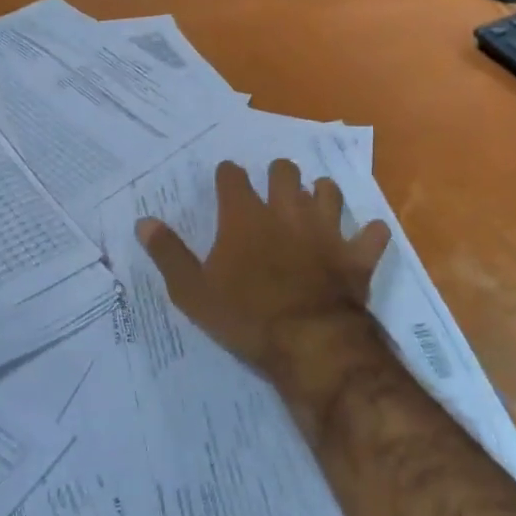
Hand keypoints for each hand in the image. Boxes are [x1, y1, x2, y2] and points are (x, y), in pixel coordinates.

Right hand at [136, 158, 391, 383]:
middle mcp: (287, 211)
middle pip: (285, 172)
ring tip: (315, 202)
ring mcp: (326, 230)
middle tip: (274, 188)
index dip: (228, 175)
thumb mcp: (192, 291)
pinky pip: (372, 234)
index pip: (233, 177)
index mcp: (245, 216)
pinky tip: (365, 238)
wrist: (308, 343)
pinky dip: (369, 235)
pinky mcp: (356, 255)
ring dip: (321, 194)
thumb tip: (144, 221)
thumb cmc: (244, 316)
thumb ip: (168, 253)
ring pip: (329, 192)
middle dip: (279, 174)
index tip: (226, 180)